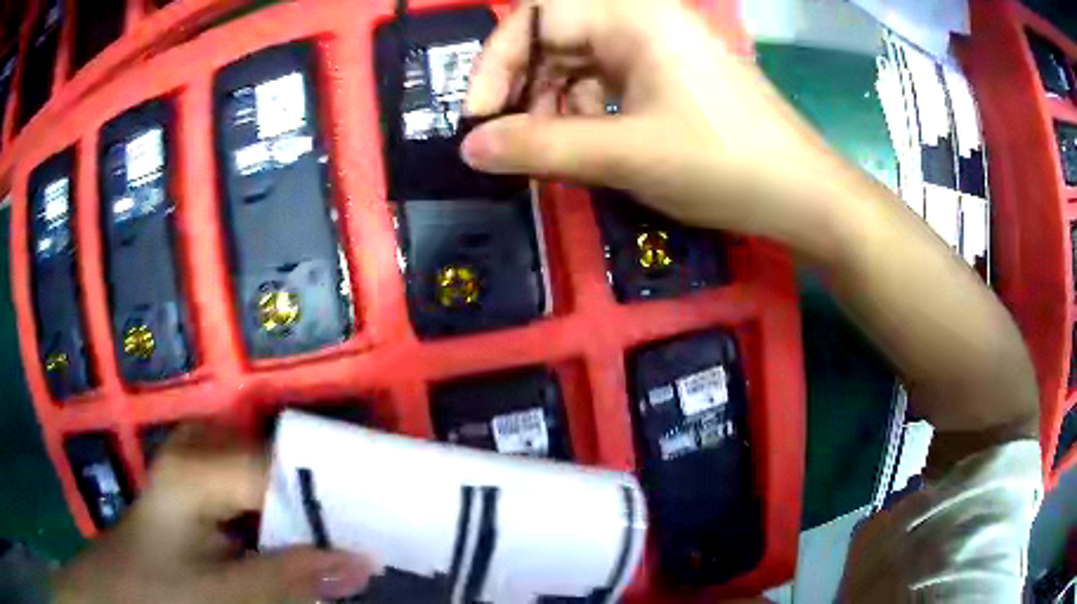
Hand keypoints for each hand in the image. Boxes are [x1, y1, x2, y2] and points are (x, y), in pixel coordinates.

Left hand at [53, 425, 373, 603]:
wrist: (121, 590)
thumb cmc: (163, 591)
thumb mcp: (228, 594)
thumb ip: (292, 577)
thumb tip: (364, 561)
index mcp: (199, 464)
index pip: (285, 466)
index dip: (336, 494)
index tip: (384, 522)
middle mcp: (201, 447)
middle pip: (282, 463)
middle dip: (327, 500)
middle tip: (372, 531)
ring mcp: (200, 461)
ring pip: (273, 477)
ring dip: (309, 510)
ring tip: (349, 538)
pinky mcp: (202, 482)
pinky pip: (257, 490)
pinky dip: (285, 516)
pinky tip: (305, 542)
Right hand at [461, 0, 848, 245]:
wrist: (803, 193)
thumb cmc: (723, 164)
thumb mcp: (626, 154)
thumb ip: (540, 147)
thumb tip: (469, 147)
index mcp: (632, 15)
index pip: (535, 17)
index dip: (497, 65)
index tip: (480, 120)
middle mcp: (643, 18)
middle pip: (555, 38)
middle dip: (527, 90)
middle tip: (513, 143)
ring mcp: (660, 46)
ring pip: (580, 62)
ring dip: (555, 105)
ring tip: (554, 153)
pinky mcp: (671, 73)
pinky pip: (609, 81)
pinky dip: (588, 111)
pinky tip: (592, 146)